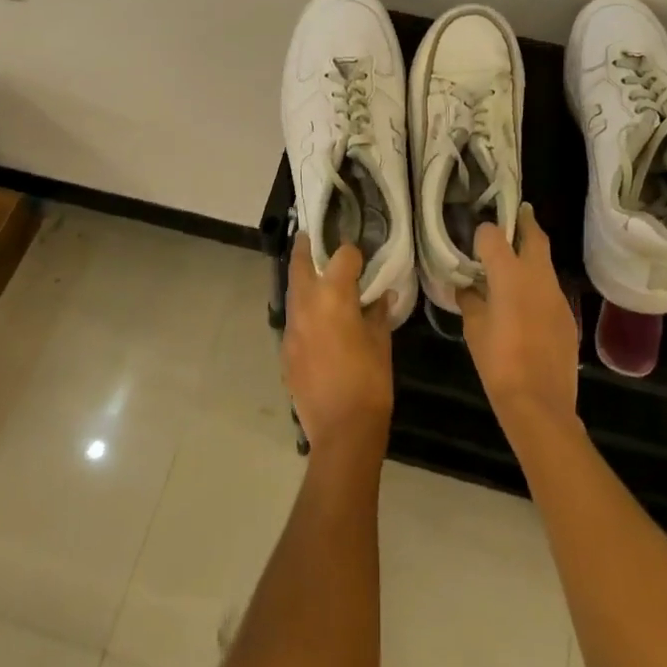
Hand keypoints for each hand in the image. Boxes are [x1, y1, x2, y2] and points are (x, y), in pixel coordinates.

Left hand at [282, 237, 392, 459]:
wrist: (341, 431)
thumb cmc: (370, 382)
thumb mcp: (381, 343)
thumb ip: (377, 312)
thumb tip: (380, 296)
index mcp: (334, 297)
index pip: (342, 257)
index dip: (352, 253)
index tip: (360, 256)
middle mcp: (306, 305)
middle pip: (300, 264)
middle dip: (305, 247)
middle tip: (310, 236)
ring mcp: (292, 327)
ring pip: (293, 291)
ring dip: (301, 278)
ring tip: (314, 273)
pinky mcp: (285, 349)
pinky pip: (293, 319)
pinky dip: (302, 309)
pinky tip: (315, 318)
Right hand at [461, 205, 580, 440]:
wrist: (540, 403)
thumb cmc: (498, 362)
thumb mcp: (473, 329)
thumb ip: (470, 301)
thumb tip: (467, 288)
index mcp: (509, 274)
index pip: (494, 235)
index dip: (484, 233)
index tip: (476, 239)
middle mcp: (537, 276)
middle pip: (534, 236)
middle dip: (524, 222)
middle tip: (515, 214)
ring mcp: (557, 295)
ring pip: (545, 263)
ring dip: (532, 256)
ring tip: (515, 263)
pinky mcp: (567, 316)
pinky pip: (551, 290)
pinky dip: (538, 286)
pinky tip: (526, 304)